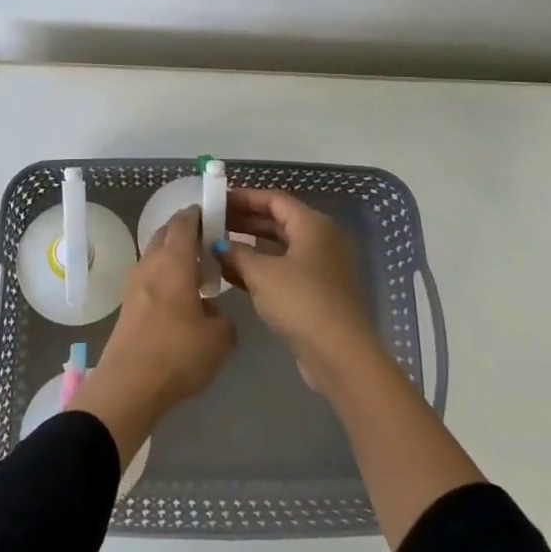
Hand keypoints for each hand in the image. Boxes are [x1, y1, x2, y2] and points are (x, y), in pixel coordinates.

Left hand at [70, 207, 236, 464]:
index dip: (199, 214)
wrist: (128, 386)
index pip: (184, 222)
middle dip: (185, 232)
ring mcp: (134, 284)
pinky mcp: (127, 306)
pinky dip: (164, 277)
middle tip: (209, 242)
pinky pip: (149, 278)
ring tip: (197, 272)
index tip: (214, 215)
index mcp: (174, 261)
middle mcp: (151, 264)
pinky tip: (180, 299)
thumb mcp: (220, 338)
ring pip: (155, 256)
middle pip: (165, 234)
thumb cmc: (177, 354)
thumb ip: (223, 317)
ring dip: (173, 256)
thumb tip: (210, 311)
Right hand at [216, 188, 385, 395]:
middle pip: (277, 221)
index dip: (244, 197)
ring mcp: (320, 267)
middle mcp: (321, 240)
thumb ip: (236, 253)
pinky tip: (231, 275)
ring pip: (279, 248)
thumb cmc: (301, 301)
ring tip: (215, 248)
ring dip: (249, 247)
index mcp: (313, 224)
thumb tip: (218, 245)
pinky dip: (260, 269)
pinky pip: (283, 270)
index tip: (216, 200)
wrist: (339, 354)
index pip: (274, 199)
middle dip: (243, 221)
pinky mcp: (316, 292)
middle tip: (211, 224)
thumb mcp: (262, 273)